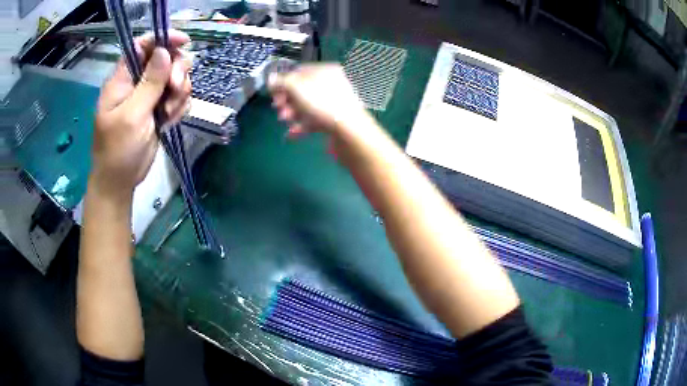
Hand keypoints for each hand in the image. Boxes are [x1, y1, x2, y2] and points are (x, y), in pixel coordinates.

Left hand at [90, 30, 191, 198]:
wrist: (120, 181)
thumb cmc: (117, 149)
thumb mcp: (131, 115)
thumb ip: (149, 83)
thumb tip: (163, 51)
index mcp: (123, 79)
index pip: (143, 45)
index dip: (163, 38)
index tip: (183, 43)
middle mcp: (137, 82)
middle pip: (165, 58)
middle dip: (176, 70)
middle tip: (175, 87)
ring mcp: (149, 96)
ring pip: (175, 77)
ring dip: (179, 91)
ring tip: (169, 112)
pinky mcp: (159, 110)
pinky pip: (178, 97)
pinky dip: (179, 106)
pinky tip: (170, 121)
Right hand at [268, 64, 373, 140]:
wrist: (350, 131)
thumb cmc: (322, 103)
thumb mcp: (297, 88)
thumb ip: (282, 82)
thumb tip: (271, 78)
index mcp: (325, 71)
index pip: (299, 71)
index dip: (283, 81)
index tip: (273, 94)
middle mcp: (332, 83)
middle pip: (303, 90)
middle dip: (287, 100)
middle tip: (279, 110)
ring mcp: (335, 102)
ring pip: (308, 105)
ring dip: (293, 113)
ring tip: (285, 121)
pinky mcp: (336, 119)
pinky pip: (315, 119)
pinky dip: (303, 125)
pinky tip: (293, 133)